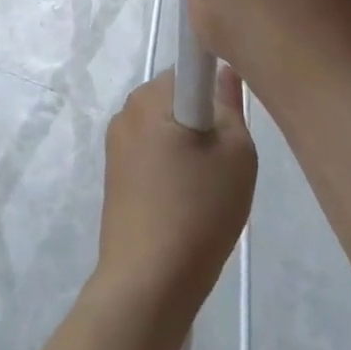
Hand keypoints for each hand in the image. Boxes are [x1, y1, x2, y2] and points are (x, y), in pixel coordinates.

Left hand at [95, 70, 255, 320]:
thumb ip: (230, 106)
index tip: (230, 118)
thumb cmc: (198, 211)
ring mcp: (116, 143)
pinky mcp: (114, 173)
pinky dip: (171, 167)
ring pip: (165, 126)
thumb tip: (223, 73)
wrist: (148, 282)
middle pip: (177, 97)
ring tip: (206, 188)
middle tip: (224, 160)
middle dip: (203, 118)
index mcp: (151, 97)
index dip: (215, 85)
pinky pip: (152, 152)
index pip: (190, 67)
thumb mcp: (236, 155)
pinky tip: (184, 202)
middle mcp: (127, 110)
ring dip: (188, 145)